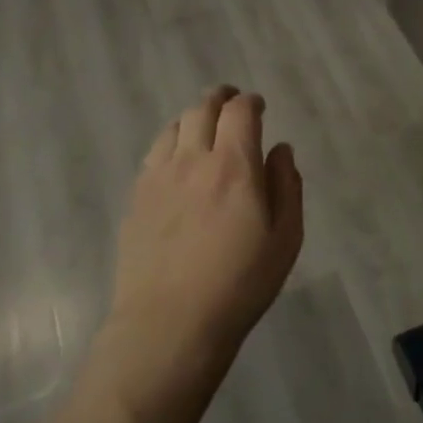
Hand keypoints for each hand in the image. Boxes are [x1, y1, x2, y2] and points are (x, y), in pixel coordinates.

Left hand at [108, 86, 303, 374]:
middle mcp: (192, 160)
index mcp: (234, 166)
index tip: (259, 106)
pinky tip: (177, 160)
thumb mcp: (285, 239)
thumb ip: (287, 186)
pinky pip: (154, 154)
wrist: (169, 324)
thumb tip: (281, 150)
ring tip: (203, 127)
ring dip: (193, 118)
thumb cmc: (239, 284)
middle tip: (231, 102)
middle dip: (220, 98)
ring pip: (173, 127)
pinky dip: (170, 143)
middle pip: (202, 109)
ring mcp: (158, 178)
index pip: (240, 112)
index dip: (251, 102)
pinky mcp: (136, 199)